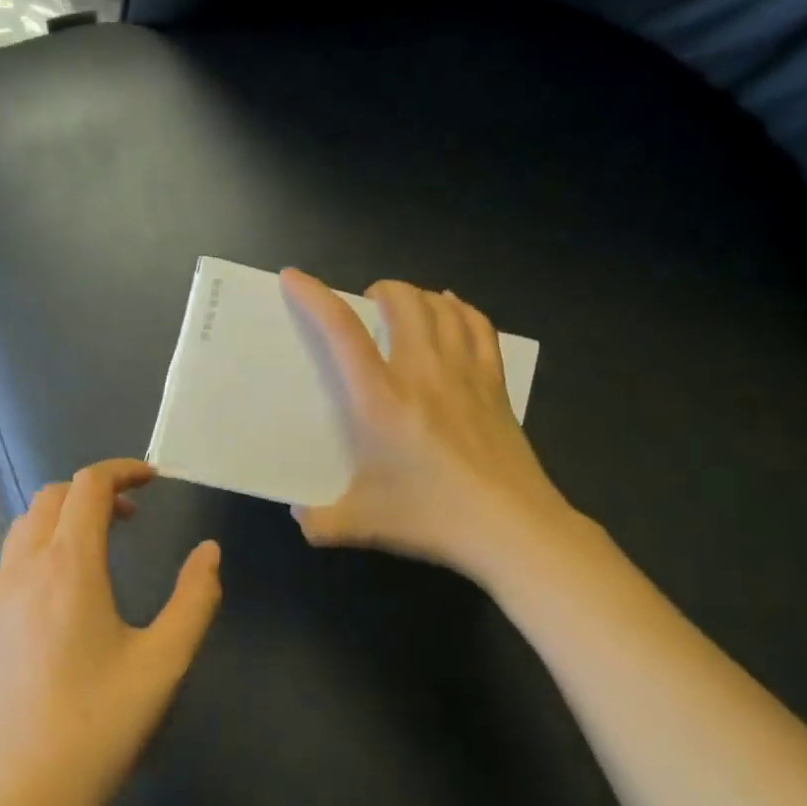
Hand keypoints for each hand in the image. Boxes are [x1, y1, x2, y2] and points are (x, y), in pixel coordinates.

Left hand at [0, 459, 220, 805]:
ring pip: (27, 524)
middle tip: (133, 516)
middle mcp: (25, 566)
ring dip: (64, 516)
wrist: (24, 793)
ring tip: (102, 545)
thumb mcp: (165, 660)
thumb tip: (209, 553)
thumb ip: (195, 598)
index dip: (123, 470)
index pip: (88, 486)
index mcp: (69, 565)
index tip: (155, 478)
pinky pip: (13, 557)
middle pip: (52, 496)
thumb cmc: (101, 723)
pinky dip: (42, 544)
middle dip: (94, 491)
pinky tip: (67, 587)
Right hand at [280, 269, 578, 581]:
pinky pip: (479, 327)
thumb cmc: (432, 517)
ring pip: (442, 308)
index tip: (294, 277)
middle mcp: (423, 373)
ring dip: (418, 296)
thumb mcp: (362, 523)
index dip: (315, 297)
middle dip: (379, 290)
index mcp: (381, 400)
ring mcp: (465, 374)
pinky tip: (453, 311)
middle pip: (403, 302)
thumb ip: (320, 521)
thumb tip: (299, 517)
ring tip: (404, 305)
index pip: (343, 332)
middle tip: (366, 304)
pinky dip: (461, 310)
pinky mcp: (495, 385)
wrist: (512, 528)